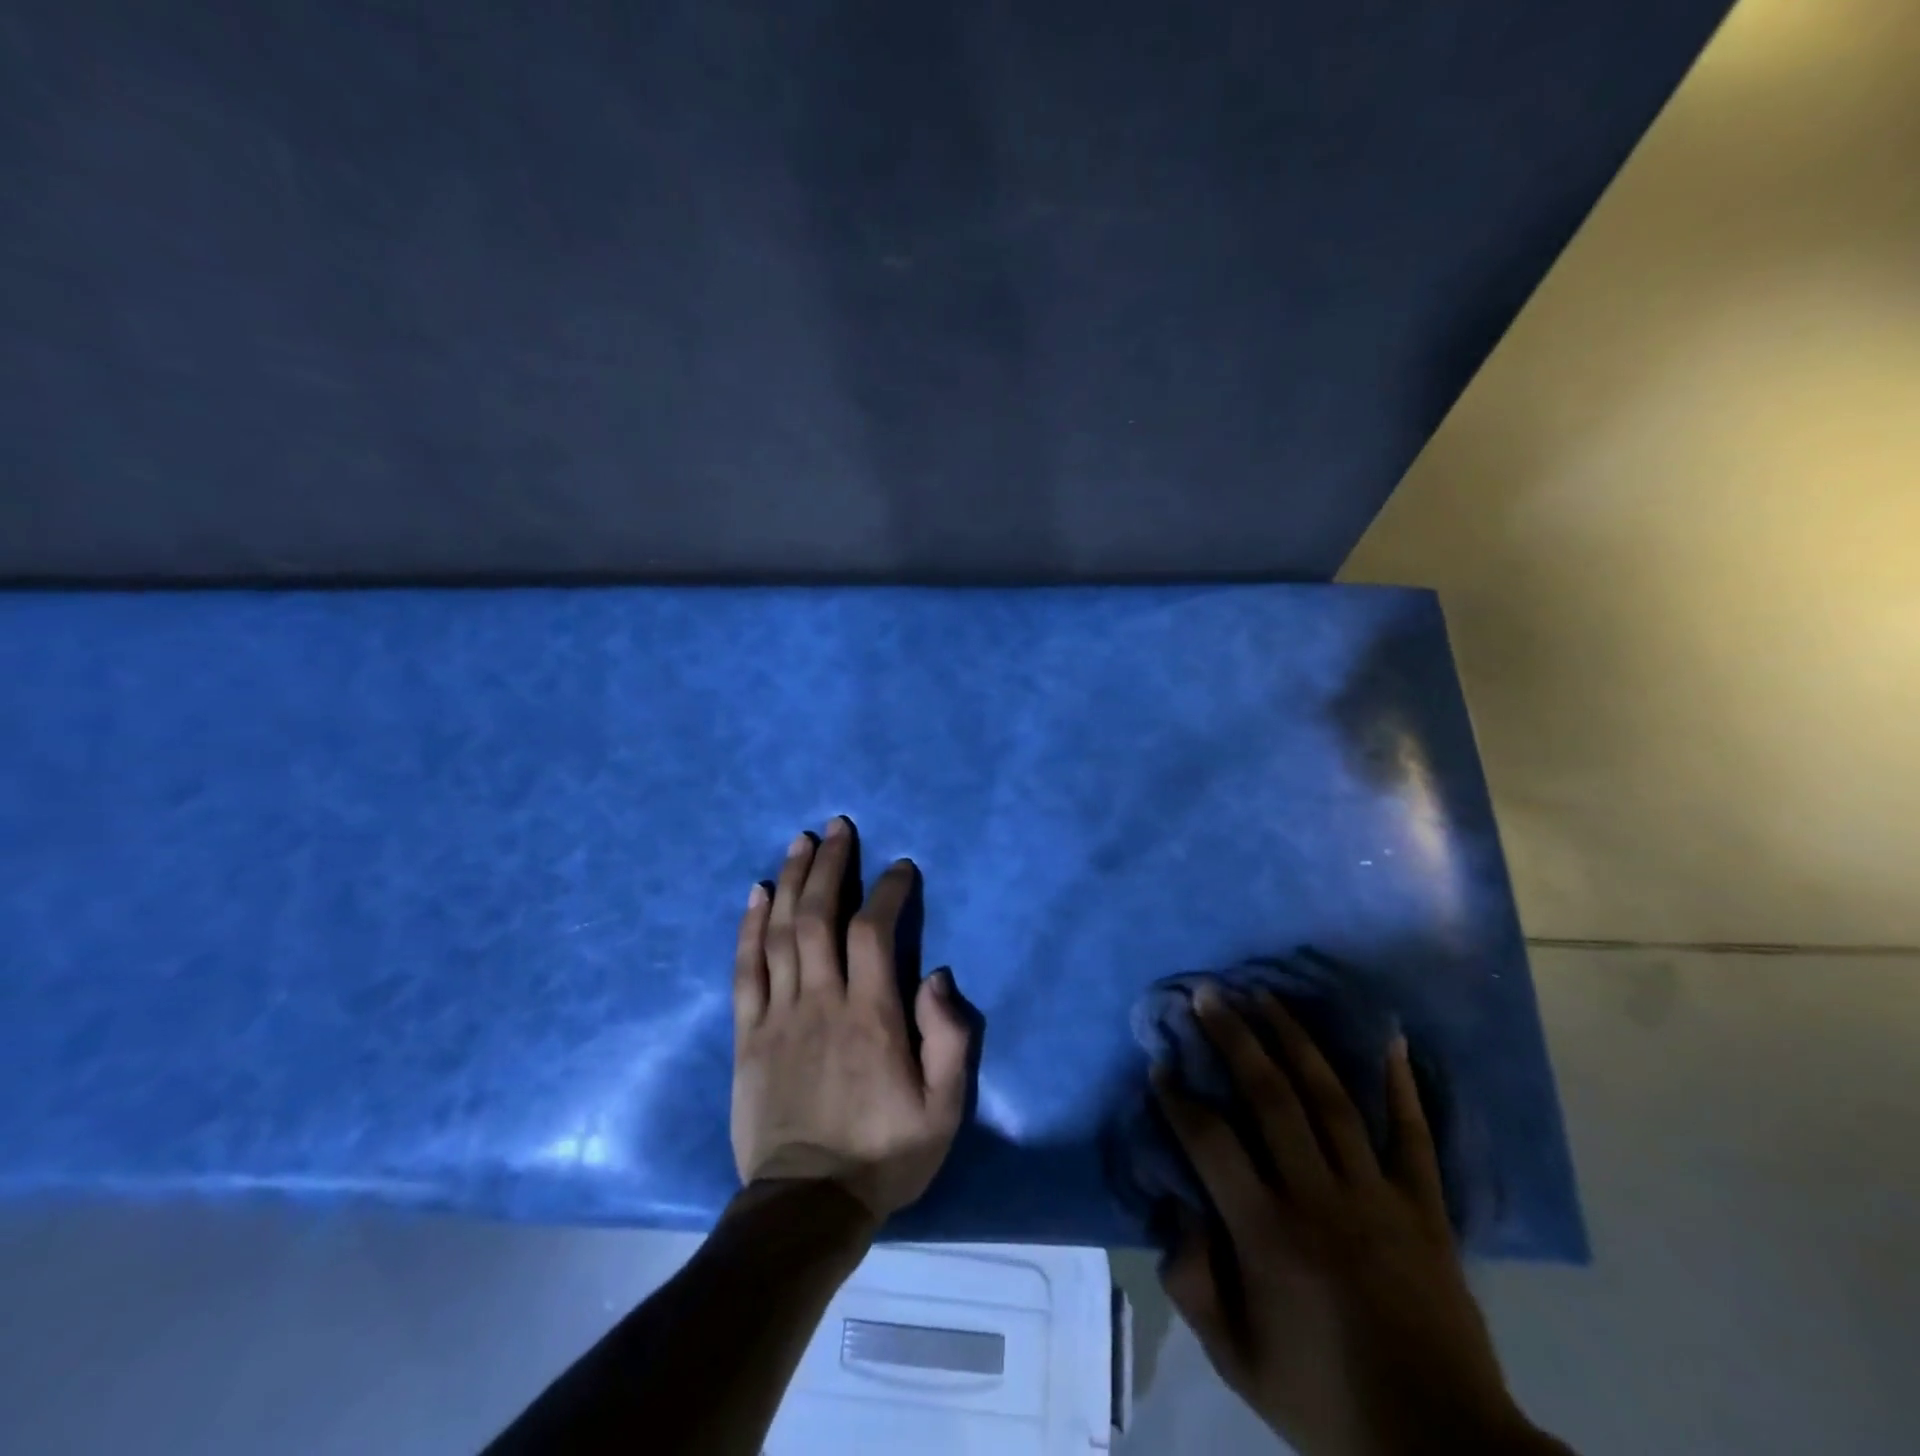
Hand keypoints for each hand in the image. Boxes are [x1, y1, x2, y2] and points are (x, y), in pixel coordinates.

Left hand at [730, 818, 973, 1223]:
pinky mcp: (748, 1035)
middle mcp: (821, 1001)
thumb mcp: (943, 1109)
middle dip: (831, 865)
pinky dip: (749, 927)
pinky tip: (757, 893)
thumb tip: (937, 976)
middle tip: (838, 827)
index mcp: (871, 1016)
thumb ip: (950, 1039)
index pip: (874, 931)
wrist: (806, 1206)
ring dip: (792, 881)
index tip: (900, 867)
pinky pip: (745, 969)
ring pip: (781, 932)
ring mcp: (778, 1015)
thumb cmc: (884, 1153)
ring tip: (801, 841)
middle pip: (820, 916)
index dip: (887, 890)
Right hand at [1154, 985, 1562, 1455]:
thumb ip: (1192, 1284)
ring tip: (1265, 996)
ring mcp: (1376, 1196)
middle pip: (1269, 1096)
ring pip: (1329, 1098)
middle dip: (1233, 1037)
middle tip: (1209, 994)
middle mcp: (1318, 1198)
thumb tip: (1175, 1210)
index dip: (1179, 1097)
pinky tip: (1390, 1037)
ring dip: (1293, 1039)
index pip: (1211, 1141)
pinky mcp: (1424, 1208)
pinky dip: (1401, 1085)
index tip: (1161, 1062)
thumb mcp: (1237, 1361)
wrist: (1442, 1452)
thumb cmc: (1326, 1401)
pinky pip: (1413, 1135)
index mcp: (1267, 1234)